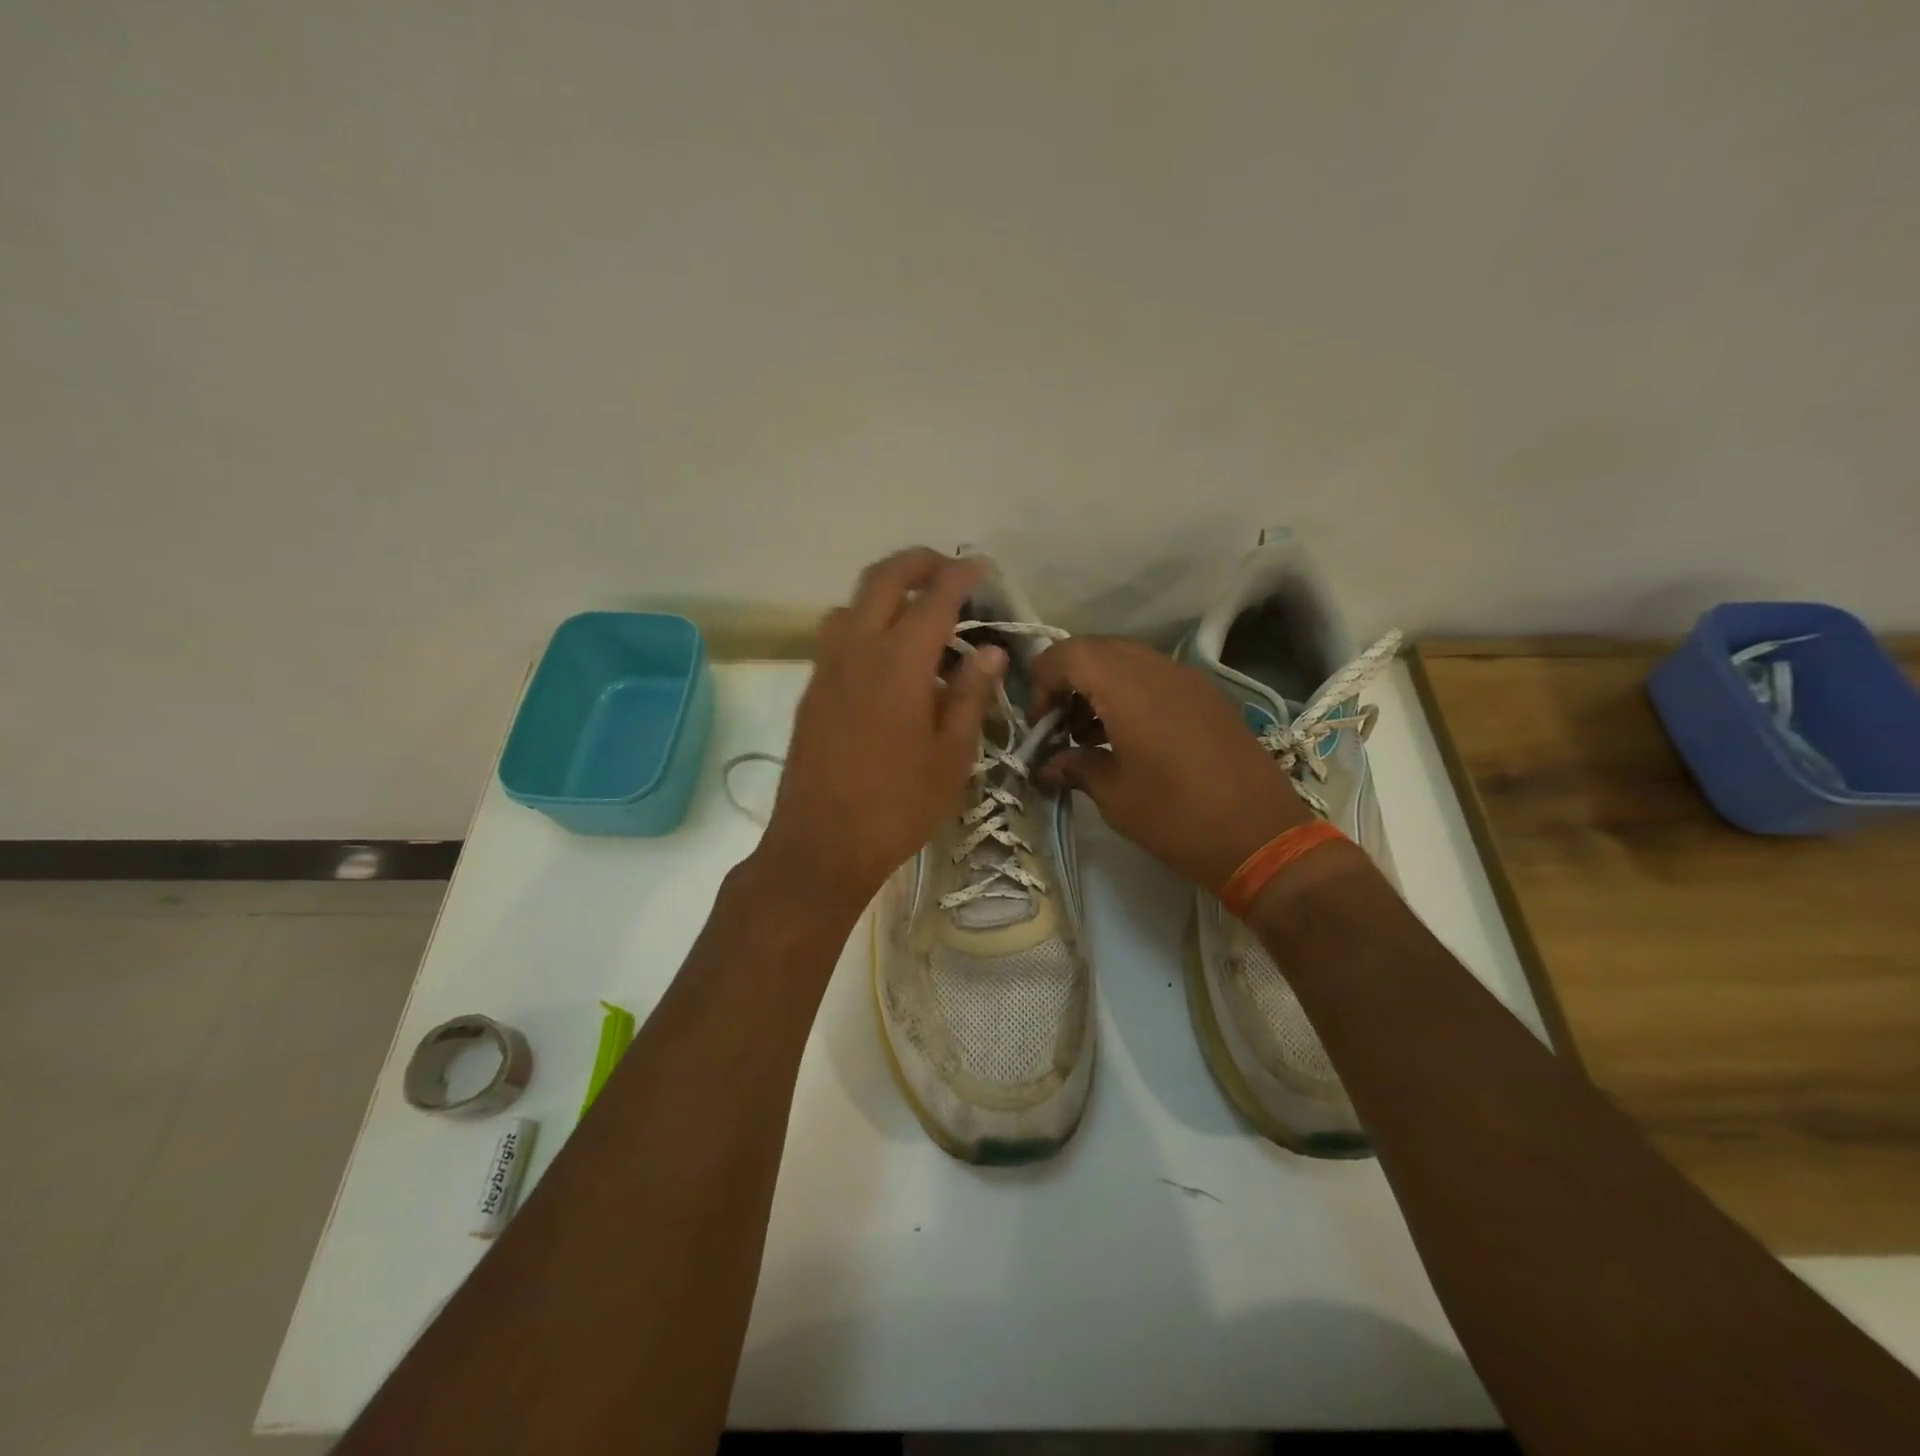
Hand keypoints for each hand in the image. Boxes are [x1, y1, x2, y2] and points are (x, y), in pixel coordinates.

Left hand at [755, 549, 1005, 913]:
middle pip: (882, 579)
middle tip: (948, 569)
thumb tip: (990, 652)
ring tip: (916, 611)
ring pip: (851, 602)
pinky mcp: (811, 690)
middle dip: (917, 561)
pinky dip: (864, 621)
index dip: (960, 574)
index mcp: (899, 663)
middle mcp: (857, 650)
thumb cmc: (897, 806)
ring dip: (885, 590)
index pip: (934, 597)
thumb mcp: (952, 756)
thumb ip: (971, 695)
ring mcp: (826, 668)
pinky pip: (836, 633)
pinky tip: (885, 655)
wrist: (821, 844)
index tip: (981, 567)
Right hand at [1032, 636, 1310, 890]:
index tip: (1039, 723)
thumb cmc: (1177, 817)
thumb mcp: (1115, 796)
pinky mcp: (1208, 696)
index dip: (1042, 681)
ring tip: (1088, 732)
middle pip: (1097, 649)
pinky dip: (1130, 692)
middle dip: (1068, 679)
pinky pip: (1156, 676)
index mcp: (1128, 688)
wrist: (1262, 837)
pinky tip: (1126, 735)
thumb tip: (1046, 766)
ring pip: (1128, 659)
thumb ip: (1075, 767)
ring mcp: (1189, 679)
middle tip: (1058, 723)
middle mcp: (1158, 669)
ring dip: (1099, 684)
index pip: (1069, 654)